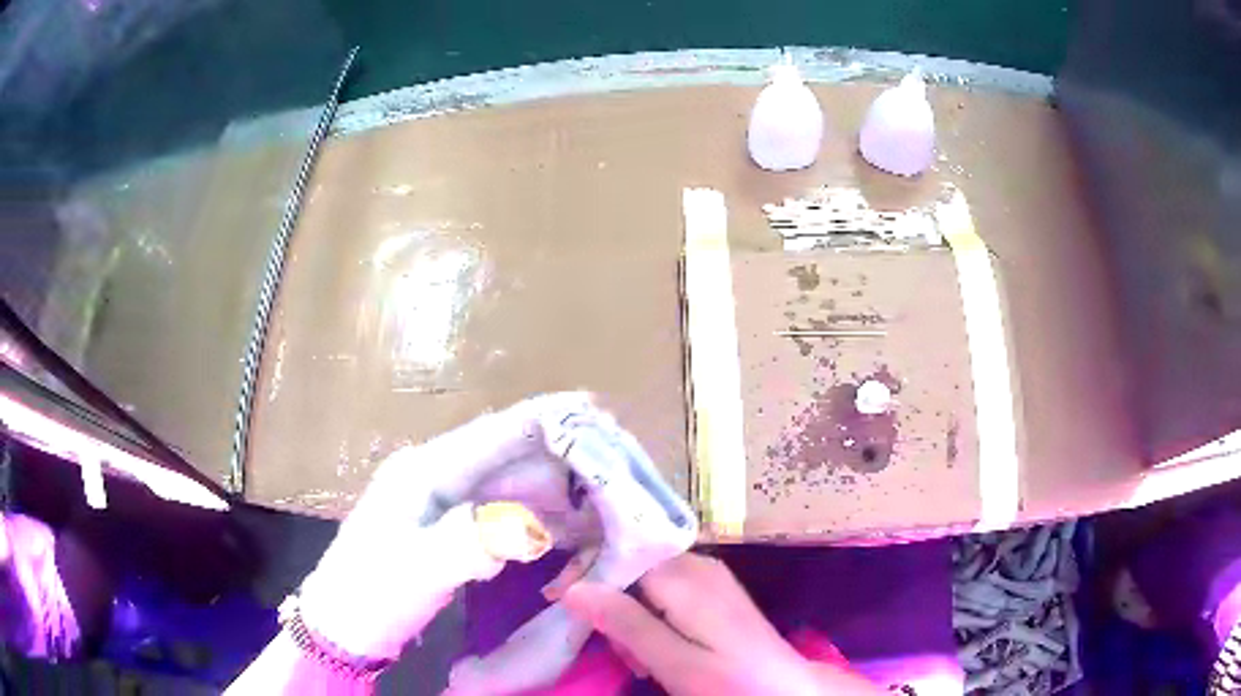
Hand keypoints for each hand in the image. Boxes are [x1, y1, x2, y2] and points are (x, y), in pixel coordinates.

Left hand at [299, 393, 599, 660]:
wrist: (340, 624)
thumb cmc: (372, 594)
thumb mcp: (418, 571)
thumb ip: (471, 541)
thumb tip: (531, 525)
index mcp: (424, 471)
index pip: (494, 432)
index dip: (546, 418)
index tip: (596, 410)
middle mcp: (433, 474)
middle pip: (507, 456)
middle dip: (560, 463)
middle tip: (611, 478)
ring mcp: (438, 500)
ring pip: (506, 485)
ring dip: (550, 495)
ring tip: (597, 507)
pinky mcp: (443, 526)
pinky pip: (498, 512)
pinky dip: (531, 519)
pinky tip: (559, 534)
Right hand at [562, 553, 882, 694]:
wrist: (784, 690)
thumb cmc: (730, 681)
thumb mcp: (674, 661)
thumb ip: (626, 622)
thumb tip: (573, 588)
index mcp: (686, 577)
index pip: (621, 550)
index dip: (585, 569)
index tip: (557, 599)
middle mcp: (698, 564)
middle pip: (631, 563)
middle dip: (608, 598)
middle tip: (606, 643)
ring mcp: (708, 577)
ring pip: (645, 580)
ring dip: (628, 614)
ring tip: (634, 657)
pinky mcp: (712, 592)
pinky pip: (665, 592)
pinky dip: (648, 618)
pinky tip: (654, 649)